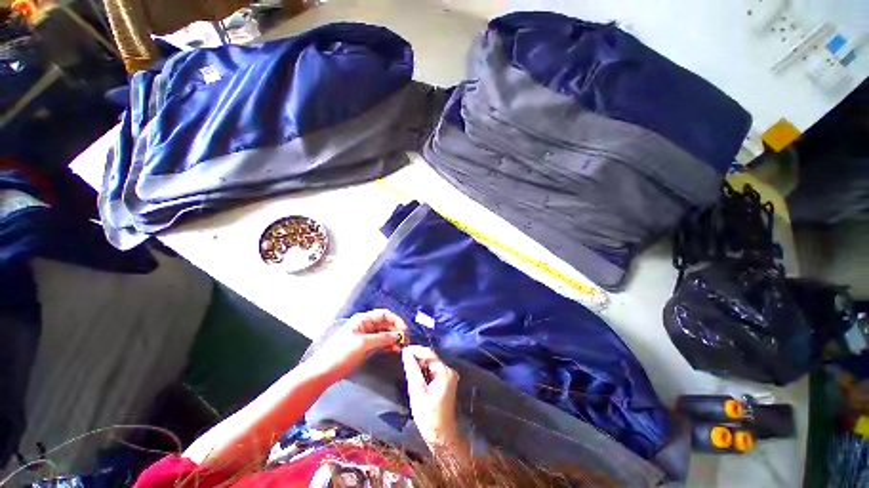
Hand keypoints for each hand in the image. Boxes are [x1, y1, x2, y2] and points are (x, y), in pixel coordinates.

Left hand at [310, 309, 406, 381]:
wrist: (323, 372)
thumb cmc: (342, 353)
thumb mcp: (363, 344)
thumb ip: (382, 338)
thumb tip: (399, 335)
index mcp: (363, 319)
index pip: (384, 314)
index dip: (396, 320)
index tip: (404, 330)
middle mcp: (365, 325)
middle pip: (385, 323)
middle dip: (396, 330)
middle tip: (406, 340)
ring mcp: (365, 336)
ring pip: (384, 333)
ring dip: (393, 338)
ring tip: (402, 346)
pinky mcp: (365, 346)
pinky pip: (380, 342)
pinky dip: (387, 344)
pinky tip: (394, 349)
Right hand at [401, 346, 463, 452]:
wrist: (441, 435)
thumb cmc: (428, 415)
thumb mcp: (417, 391)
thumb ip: (412, 369)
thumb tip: (406, 352)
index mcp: (444, 371)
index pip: (428, 353)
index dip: (415, 350)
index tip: (402, 349)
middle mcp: (449, 370)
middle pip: (431, 358)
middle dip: (417, 357)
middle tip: (403, 360)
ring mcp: (449, 376)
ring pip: (431, 364)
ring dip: (420, 364)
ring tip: (408, 367)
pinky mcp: (447, 381)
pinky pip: (433, 370)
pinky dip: (425, 371)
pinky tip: (416, 375)